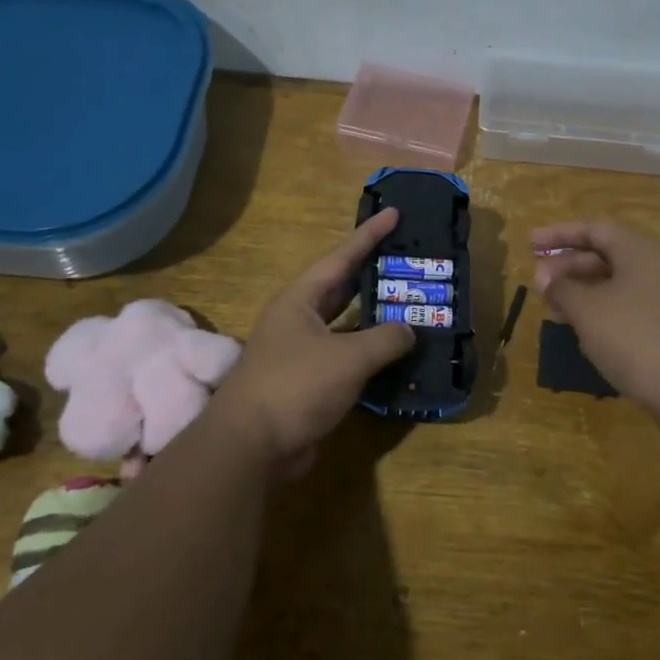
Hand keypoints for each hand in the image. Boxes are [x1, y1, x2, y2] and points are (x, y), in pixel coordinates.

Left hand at [208, 208, 415, 470]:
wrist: (250, 446)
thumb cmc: (295, 386)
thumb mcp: (348, 358)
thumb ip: (385, 340)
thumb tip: (409, 331)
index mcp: (301, 301)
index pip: (341, 258)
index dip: (369, 236)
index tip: (393, 213)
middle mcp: (298, 320)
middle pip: (341, 288)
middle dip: (372, 273)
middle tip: (406, 259)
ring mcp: (300, 352)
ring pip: (345, 325)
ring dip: (374, 318)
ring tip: (408, 304)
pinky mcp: (307, 383)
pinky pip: (345, 358)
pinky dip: (369, 354)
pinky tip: (394, 356)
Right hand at [532, 221, 659, 452]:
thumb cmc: (637, 340)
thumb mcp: (588, 311)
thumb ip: (562, 288)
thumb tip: (546, 277)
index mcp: (642, 252)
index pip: (595, 230)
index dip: (560, 235)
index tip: (530, 243)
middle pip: (608, 256)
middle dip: (570, 267)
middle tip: (539, 283)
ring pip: (620, 284)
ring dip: (585, 292)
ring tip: (557, 310)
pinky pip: (634, 307)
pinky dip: (606, 312)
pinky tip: (587, 334)